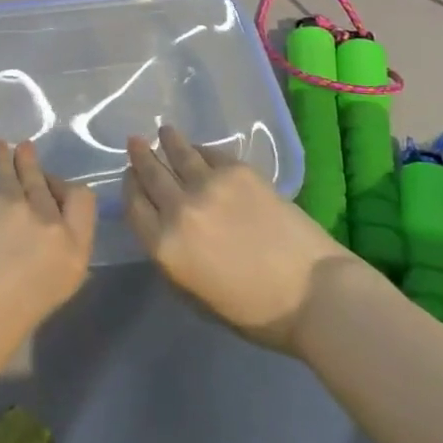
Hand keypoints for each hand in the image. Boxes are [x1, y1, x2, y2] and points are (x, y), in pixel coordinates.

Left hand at [0, 140, 96, 380]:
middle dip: (36, 169)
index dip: (68, 190)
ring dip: (8, 158)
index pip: (84, 201)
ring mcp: (15, 206)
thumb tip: (30, 245)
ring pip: (15, 171)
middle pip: (48, 183)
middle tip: (26, 156)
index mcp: (73, 255)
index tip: (53, 189)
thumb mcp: (41, 298)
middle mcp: (50, 224)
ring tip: (2, 147)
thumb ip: (45, 262)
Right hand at [125, 125, 359, 354]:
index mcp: (164, 246)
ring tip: (164, 132)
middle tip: (135, 142)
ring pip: (179, 153)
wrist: (312, 293)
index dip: (130, 187)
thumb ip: (172, 258)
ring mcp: (208, 185)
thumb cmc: (254, 311)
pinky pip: (211, 153)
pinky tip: (200, 148)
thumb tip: (165, 227)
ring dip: (168, 142)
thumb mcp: (195, 294)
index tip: (130, 176)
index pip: (134, 206)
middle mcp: (179, 208)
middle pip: (151, 174)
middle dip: (142, 157)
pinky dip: (201, 149)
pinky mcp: (238, 171)